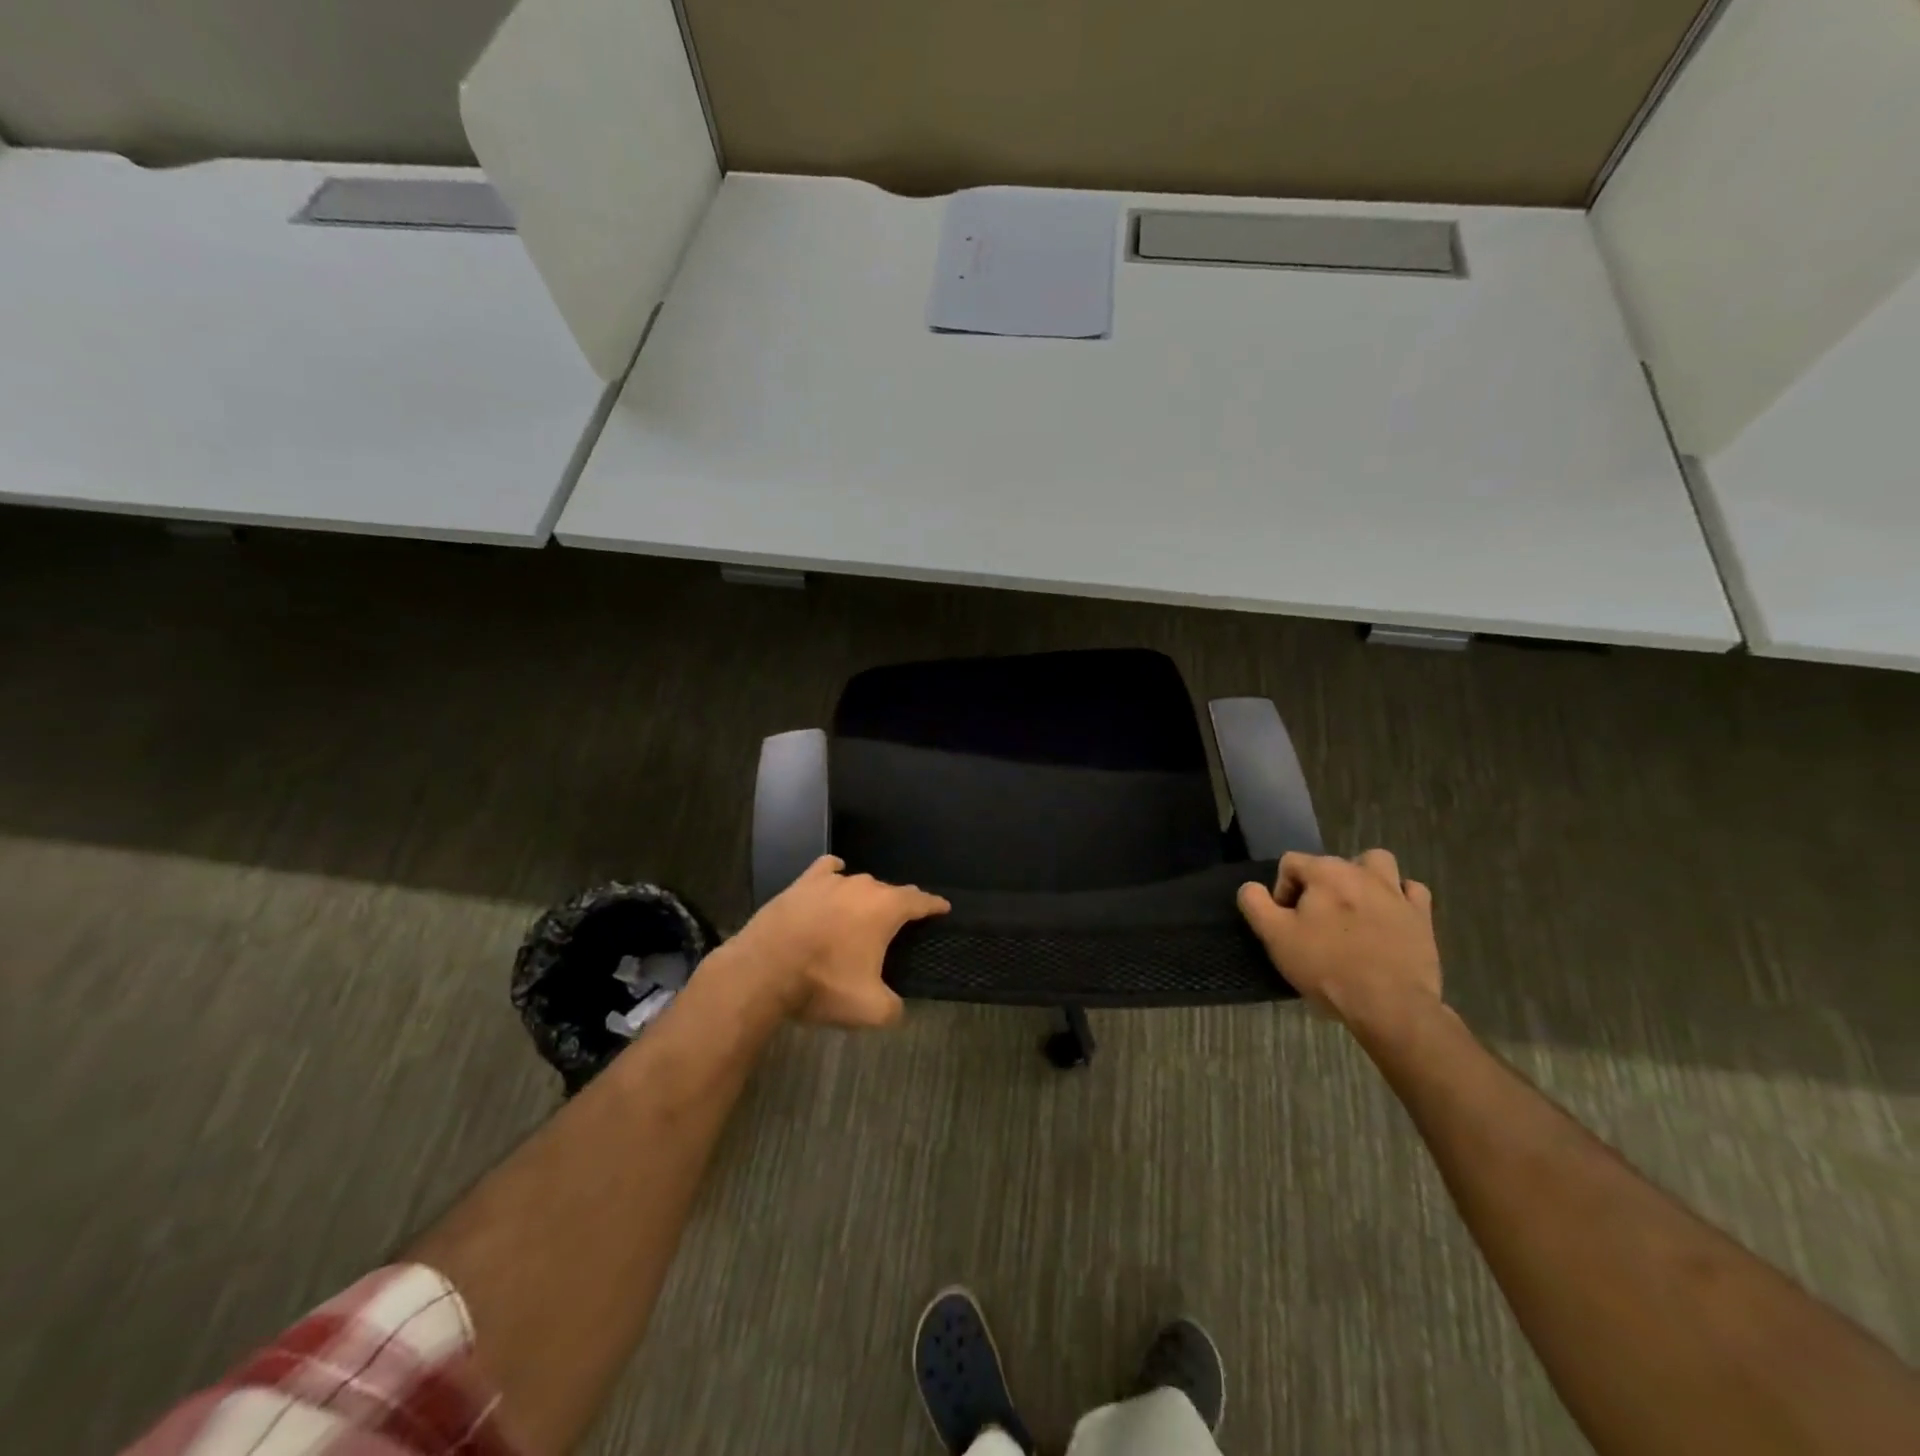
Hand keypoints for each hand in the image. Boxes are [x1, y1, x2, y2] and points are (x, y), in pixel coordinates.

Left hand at [728, 856, 949, 1027]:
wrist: (764, 969)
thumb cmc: (823, 983)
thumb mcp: (870, 1009)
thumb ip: (894, 1008)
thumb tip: (897, 1008)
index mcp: (886, 909)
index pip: (919, 900)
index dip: (933, 905)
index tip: (943, 908)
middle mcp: (863, 886)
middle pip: (889, 891)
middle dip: (897, 906)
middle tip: (898, 926)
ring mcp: (830, 881)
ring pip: (858, 884)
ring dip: (865, 898)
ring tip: (863, 915)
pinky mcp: (802, 883)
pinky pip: (827, 870)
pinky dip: (834, 874)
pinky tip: (834, 878)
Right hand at [1237, 849, 1440, 1029]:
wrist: (1390, 1006)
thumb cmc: (1327, 967)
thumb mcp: (1275, 937)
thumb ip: (1255, 904)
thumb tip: (1251, 888)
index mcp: (1325, 872)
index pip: (1290, 864)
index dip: (1281, 892)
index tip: (1286, 924)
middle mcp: (1361, 871)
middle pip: (1329, 864)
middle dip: (1317, 888)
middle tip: (1315, 924)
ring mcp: (1396, 892)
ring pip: (1376, 864)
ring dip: (1363, 878)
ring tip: (1353, 908)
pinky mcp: (1422, 916)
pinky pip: (1410, 890)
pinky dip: (1399, 897)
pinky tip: (1388, 917)